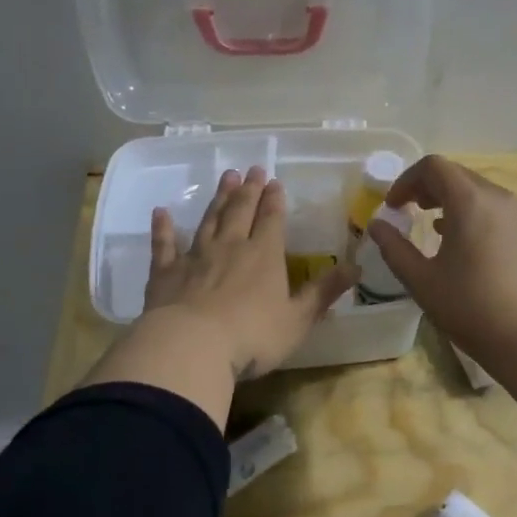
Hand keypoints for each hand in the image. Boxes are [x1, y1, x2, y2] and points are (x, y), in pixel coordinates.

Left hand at [145, 166, 356, 380]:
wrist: (192, 347)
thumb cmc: (252, 336)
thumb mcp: (298, 318)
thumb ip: (324, 292)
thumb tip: (356, 268)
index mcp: (264, 255)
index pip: (271, 220)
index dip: (274, 200)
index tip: (274, 181)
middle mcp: (230, 247)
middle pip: (240, 211)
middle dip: (248, 190)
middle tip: (251, 169)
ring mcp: (195, 257)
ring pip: (209, 220)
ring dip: (218, 199)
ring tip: (225, 179)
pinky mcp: (165, 274)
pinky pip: (165, 245)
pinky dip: (163, 228)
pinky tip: (161, 213)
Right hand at [366, 156, 516, 354]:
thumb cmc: (472, 308)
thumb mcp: (422, 281)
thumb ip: (394, 248)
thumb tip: (376, 226)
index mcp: (469, 201)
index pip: (433, 167)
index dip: (406, 180)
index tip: (392, 207)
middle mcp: (496, 197)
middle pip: (455, 174)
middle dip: (425, 186)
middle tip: (405, 210)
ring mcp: (516, 215)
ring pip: (475, 190)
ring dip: (447, 199)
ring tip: (427, 223)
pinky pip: (490, 208)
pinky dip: (467, 212)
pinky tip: (456, 241)